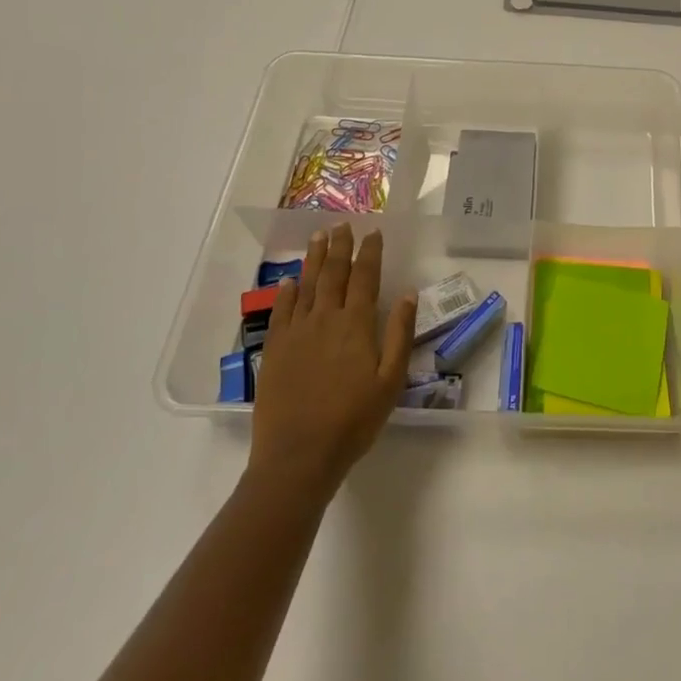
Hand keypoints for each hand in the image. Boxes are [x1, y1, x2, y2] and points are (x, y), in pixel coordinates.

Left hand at [247, 224, 415, 502]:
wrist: (298, 455)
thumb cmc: (353, 420)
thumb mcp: (390, 381)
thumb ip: (399, 334)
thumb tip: (407, 294)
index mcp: (356, 325)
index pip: (365, 277)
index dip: (370, 253)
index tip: (373, 232)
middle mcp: (325, 319)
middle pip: (333, 273)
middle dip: (340, 246)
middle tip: (342, 224)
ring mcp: (296, 333)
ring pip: (306, 285)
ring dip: (314, 259)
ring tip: (318, 237)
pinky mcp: (274, 350)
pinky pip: (281, 311)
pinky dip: (287, 292)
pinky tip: (290, 281)